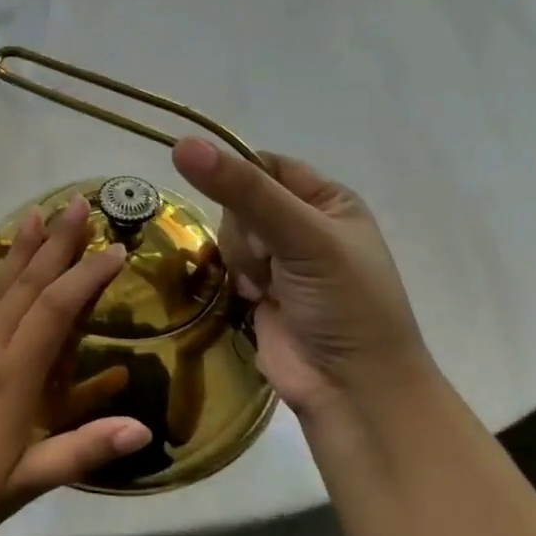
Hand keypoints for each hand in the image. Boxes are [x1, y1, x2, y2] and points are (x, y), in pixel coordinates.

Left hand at [0, 196, 150, 535]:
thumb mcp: (27, 483)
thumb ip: (83, 450)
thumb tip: (142, 428)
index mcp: (13, 377)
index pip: (56, 311)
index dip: (87, 277)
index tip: (116, 249)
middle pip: (26, 287)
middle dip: (55, 246)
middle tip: (76, 205)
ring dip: (14, 253)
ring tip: (32, 216)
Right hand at [170, 138, 439, 431]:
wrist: (352, 390)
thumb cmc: (344, 304)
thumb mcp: (302, 237)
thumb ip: (244, 191)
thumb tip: (183, 145)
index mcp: (328, 200)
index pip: (265, 165)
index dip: (240, 177)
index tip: (230, 199)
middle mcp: (303, 224)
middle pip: (239, 199)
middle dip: (244, 229)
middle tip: (269, 259)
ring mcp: (279, 260)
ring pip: (228, 233)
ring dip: (241, 259)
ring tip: (265, 288)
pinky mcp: (257, 291)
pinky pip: (225, 264)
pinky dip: (233, 278)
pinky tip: (252, 298)